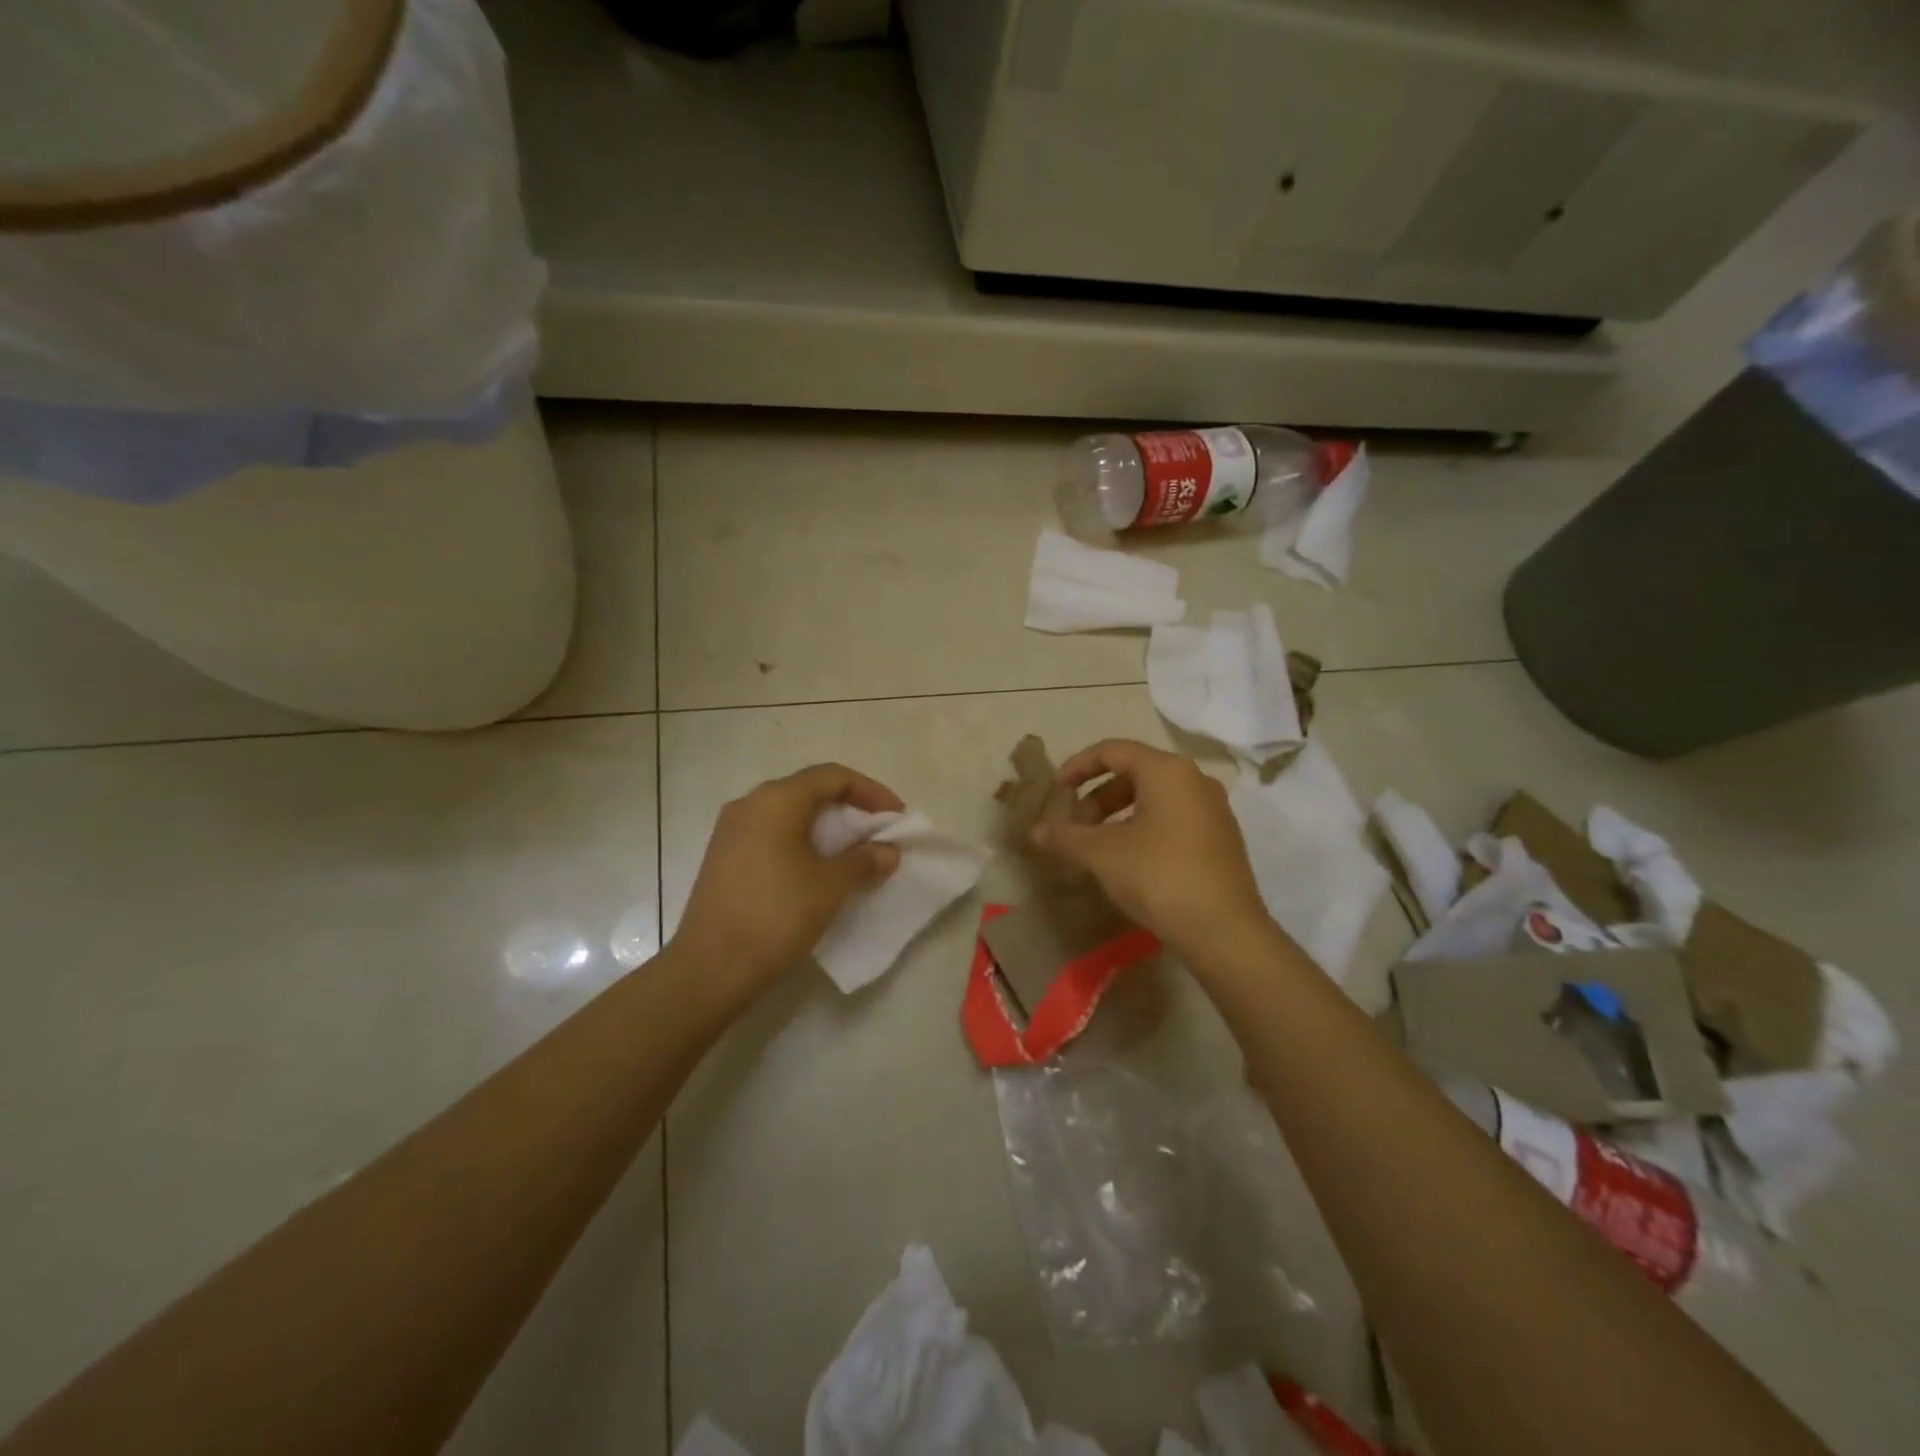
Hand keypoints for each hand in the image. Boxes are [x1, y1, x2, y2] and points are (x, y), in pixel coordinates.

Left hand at [672, 764, 904, 988]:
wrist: (710, 969)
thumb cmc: (776, 916)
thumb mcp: (831, 887)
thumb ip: (864, 861)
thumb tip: (887, 851)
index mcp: (777, 800)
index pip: (833, 776)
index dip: (871, 791)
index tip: (897, 817)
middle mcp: (750, 804)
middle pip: (809, 790)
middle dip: (849, 808)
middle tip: (878, 833)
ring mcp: (731, 831)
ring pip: (789, 814)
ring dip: (825, 828)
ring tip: (853, 852)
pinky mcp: (723, 857)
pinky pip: (772, 834)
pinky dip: (802, 842)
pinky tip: (816, 869)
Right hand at [1032, 739, 1270, 958]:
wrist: (1224, 931)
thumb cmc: (1159, 876)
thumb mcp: (1102, 854)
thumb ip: (1065, 837)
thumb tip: (1034, 831)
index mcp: (1167, 771)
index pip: (1113, 751)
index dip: (1078, 766)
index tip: (1056, 789)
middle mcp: (1195, 780)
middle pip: (1136, 773)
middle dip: (1098, 796)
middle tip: (1076, 826)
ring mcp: (1214, 809)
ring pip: (1155, 797)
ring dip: (1120, 814)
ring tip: (1099, 846)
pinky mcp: (1222, 838)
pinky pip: (1174, 818)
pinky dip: (1144, 827)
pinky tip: (1131, 861)